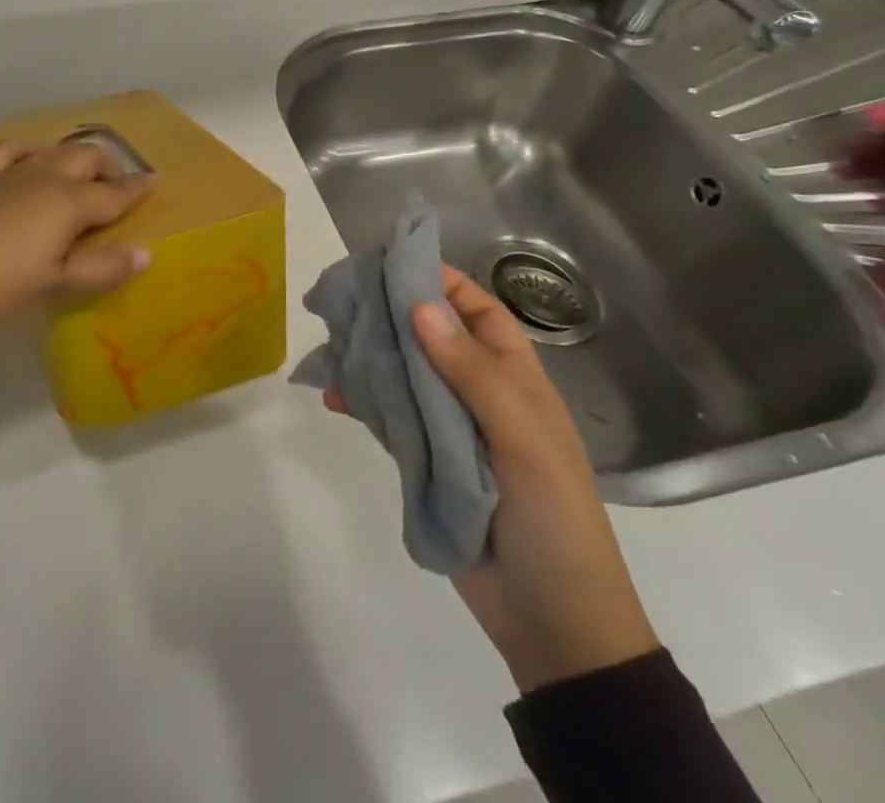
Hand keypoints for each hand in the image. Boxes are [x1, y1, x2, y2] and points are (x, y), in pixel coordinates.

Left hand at [0, 139, 155, 344]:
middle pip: (86, 158)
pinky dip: (28, 152)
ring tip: (80, 181)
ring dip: (74, 159)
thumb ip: (100, 268)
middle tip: (118, 192)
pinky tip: (29, 165)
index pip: (114, 193)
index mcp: (67, 202)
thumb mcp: (51, 285)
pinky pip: (10, 152)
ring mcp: (8, 175)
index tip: (156, 181)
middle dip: (108, 169)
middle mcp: (43, 177)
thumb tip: (145, 253)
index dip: (138, 189)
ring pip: (52, 150)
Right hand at [327, 267, 658, 692]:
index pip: (479, 313)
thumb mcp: (523, 440)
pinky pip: (391, 417)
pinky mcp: (426, 459)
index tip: (396, 261)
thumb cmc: (554, 519)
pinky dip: (364, 403)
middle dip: (393, 313)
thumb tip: (420, 305)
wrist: (553, 623)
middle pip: (432, 337)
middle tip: (345, 296)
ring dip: (372, 356)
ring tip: (331, 343)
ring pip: (405, 374)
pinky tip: (335, 398)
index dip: (444, 282)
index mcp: (516, 381)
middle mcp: (480, 394)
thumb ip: (472, 373)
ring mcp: (451, 428)